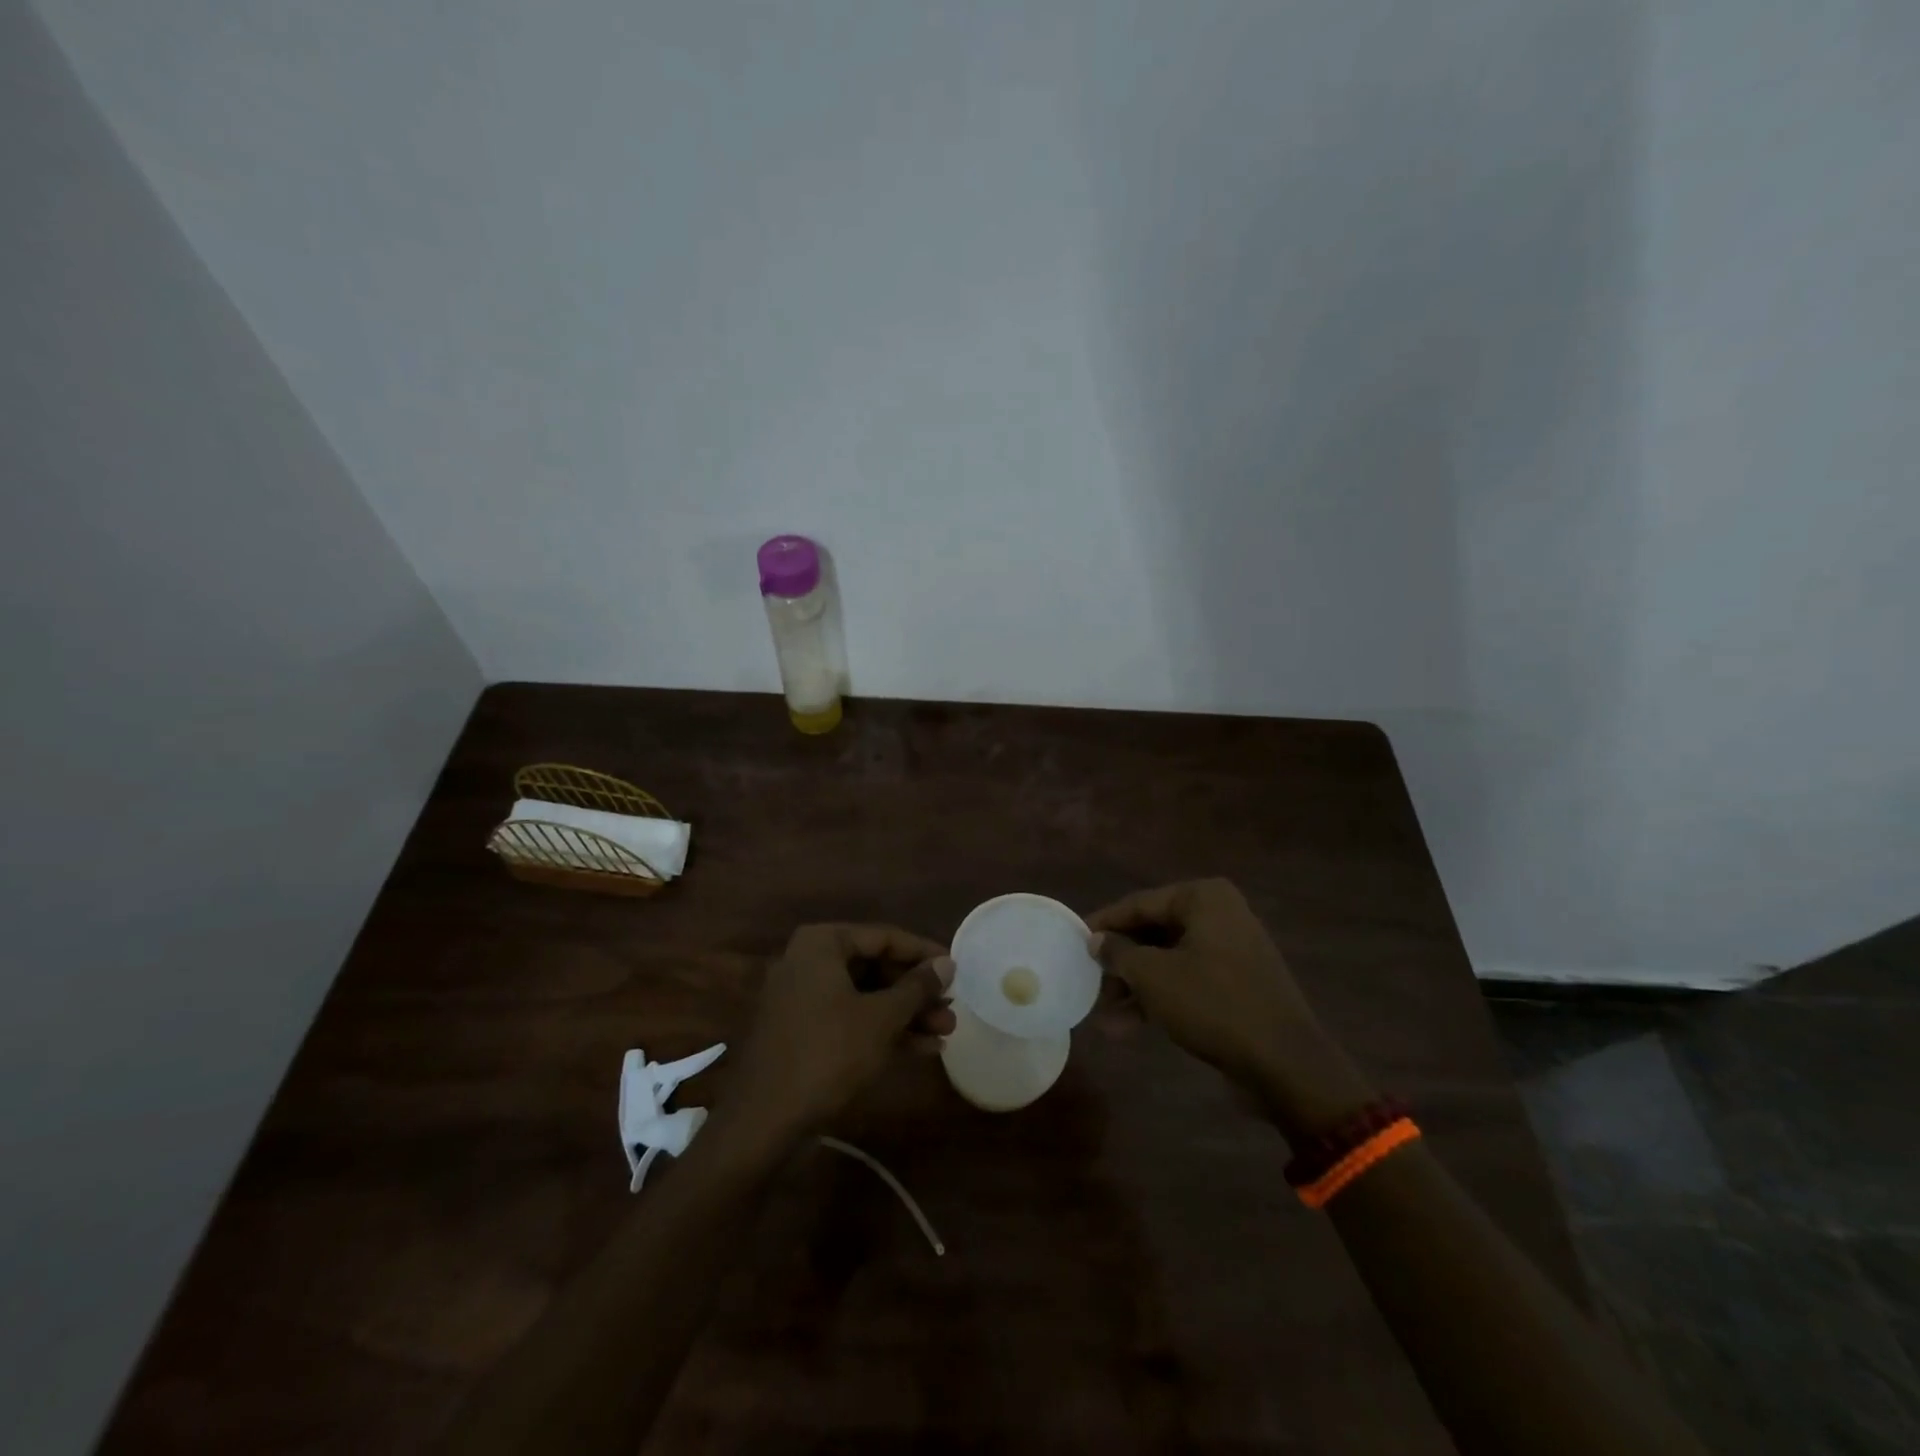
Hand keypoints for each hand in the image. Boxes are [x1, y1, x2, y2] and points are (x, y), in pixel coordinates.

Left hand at [720, 924, 955, 1147]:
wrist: (764, 1121)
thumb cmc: (828, 1053)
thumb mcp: (881, 1018)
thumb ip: (917, 987)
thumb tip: (947, 964)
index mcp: (821, 944)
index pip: (884, 937)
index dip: (923, 953)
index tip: (955, 969)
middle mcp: (808, 962)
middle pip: (875, 967)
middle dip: (916, 991)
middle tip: (951, 1007)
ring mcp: (803, 999)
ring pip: (865, 997)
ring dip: (906, 1014)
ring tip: (946, 1030)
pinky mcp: (802, 1033)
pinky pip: (850, 1020)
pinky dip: (883, 1031)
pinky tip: (923, 1049)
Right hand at [1088, 879, 1373, 1135]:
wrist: (1285, 1063)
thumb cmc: (1213, 1004)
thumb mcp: (1153, 976)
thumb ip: (1118, 953)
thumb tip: (1097, 940)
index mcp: (1203, 898)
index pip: (1139, 903)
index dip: (1104, 924)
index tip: (1074, 940)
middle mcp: (1220, 915)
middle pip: (1154, 933)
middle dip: (1121, 963)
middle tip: (1090, 983)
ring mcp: (1232, 950)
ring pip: (1169, 960)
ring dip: (1136, 988)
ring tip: (1105, 1017)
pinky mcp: (1237, 984)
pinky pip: (1188, 981)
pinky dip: (1160, 999)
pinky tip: (1129, 1027)